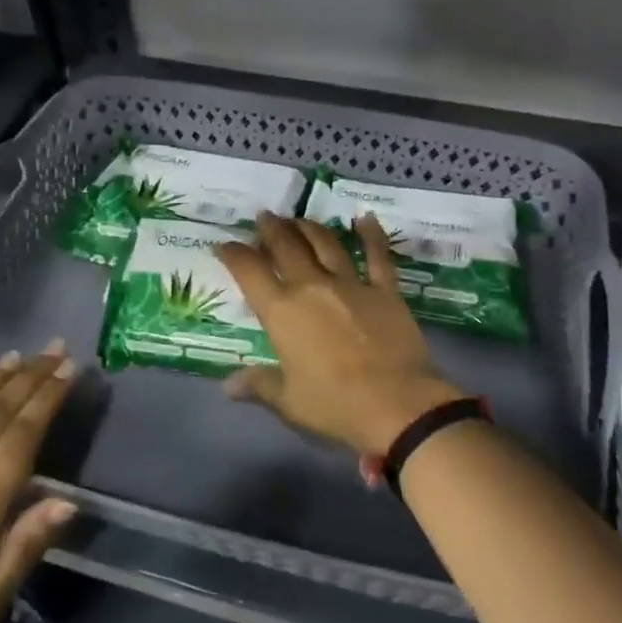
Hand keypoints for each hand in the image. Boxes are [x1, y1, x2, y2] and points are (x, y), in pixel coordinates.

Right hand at [215, 212, 466, 459]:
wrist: (397, 404)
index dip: (234, 254)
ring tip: (299, 219)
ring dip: (309, 227)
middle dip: (271, 229)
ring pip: (326, 244)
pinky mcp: (385, 290)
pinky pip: (377, 255)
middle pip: (287, 247)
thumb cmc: (335, 405)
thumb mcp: (288, 401)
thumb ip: (258, 385)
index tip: (224, 244)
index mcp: (282, 312)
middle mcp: (312, 287)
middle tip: (264, 217)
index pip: (249, 272)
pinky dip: (371, 234)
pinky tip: (365, 217)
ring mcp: (351, 284)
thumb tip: (228, 385)